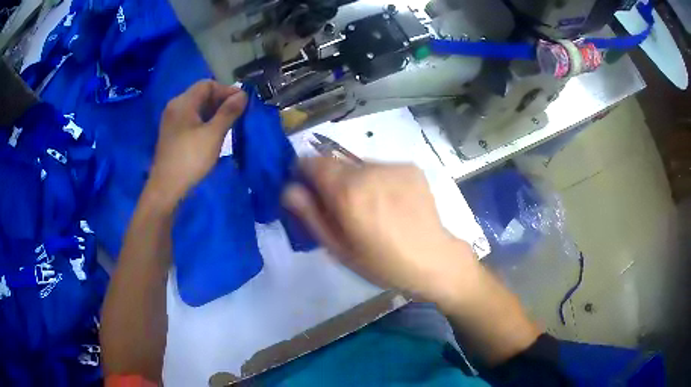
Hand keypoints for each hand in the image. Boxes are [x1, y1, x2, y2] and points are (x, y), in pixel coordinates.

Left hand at [146, 80, 246, 208]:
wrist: (166, 188)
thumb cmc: (190, 159)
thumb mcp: (213, 134)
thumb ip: (228, 112)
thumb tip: (243, 94)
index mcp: (183, 102)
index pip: (207, 85)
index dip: (226, 90)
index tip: (242, 103)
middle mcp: (175, 107)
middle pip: (201, 95)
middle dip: (221, 101)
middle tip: (237, 114)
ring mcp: (171, 121)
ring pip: (196, 108)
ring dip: (213, 112)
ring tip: (228, 124)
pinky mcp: (171, 134)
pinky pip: (190, 120)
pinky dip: (204, 121)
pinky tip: (213, 134)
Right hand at [282, 157, 477, 302]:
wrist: (433, 259)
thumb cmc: (381, 263)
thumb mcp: (338, 248)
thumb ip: (309, 214)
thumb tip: (289, 188)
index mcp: (347, 191)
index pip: (310, 161)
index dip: (304, 174)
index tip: (310, 193)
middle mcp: (368, 170)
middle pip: (334, 162)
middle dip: (330, 180)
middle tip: (343, 209)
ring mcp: (392, 165)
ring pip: (358, 165)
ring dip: (355, 180)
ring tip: (372, 208)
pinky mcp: (410, 167)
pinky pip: (382, 168)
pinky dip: (378, 180)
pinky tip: (392, 203)